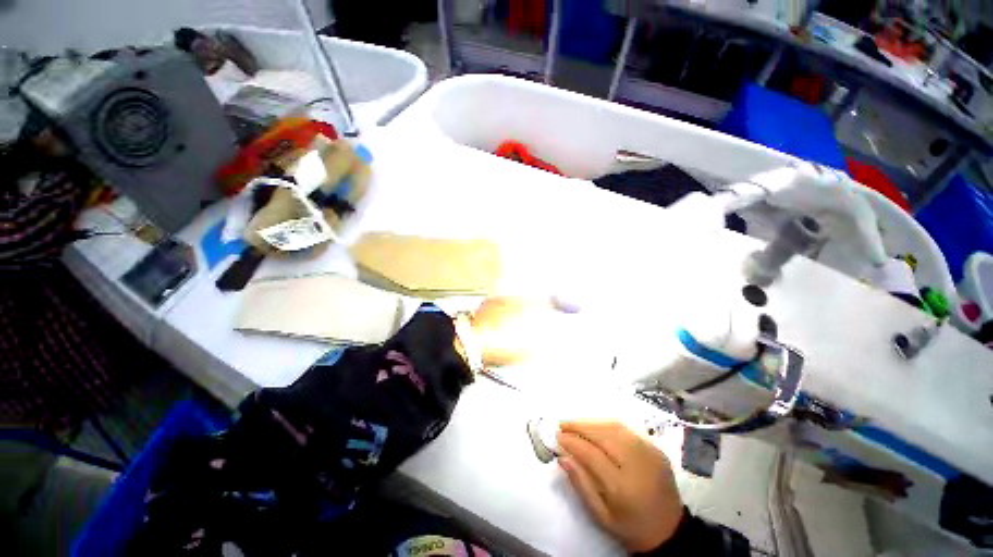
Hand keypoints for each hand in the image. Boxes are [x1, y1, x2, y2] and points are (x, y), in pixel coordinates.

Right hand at [558, 421, 683, 552]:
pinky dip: (606, 425)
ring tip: (575, 424)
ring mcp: (649, 453)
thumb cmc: (631, 527)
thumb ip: (581, 484)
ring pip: (614, 427)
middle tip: (562, 425)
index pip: (591, 454)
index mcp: (623, 487)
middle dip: (579, 426)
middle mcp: (638, 464)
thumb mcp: (601, 515)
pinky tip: (595, 428)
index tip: (557, 437)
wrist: (671, 531)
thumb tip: (562, 457)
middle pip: (603, 435)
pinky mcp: (655, 448)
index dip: (572, 442)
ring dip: (591, 423)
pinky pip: (626, 430)